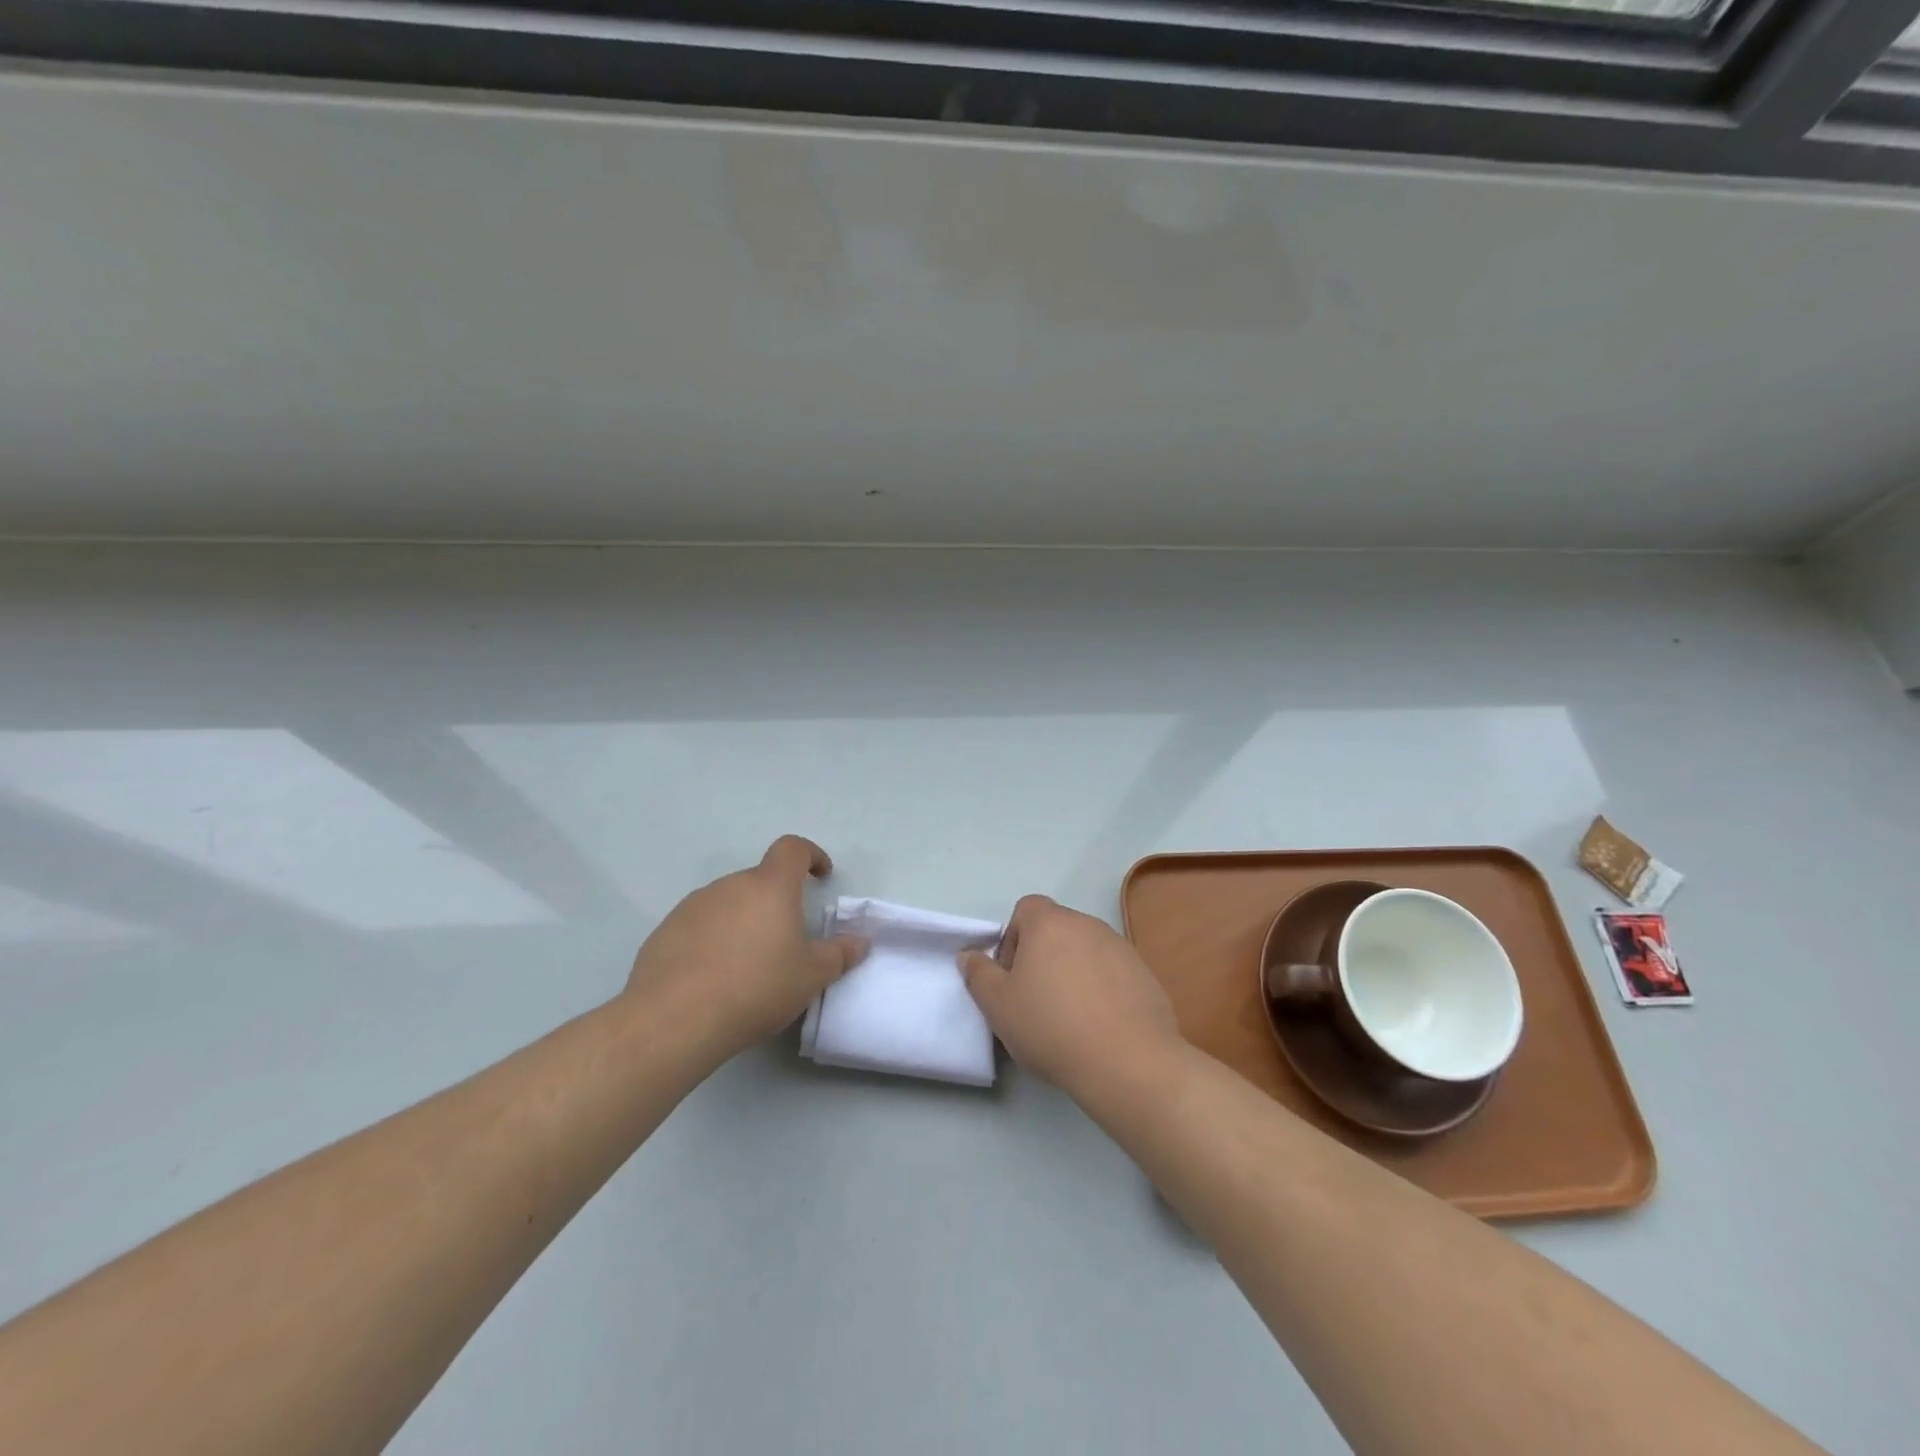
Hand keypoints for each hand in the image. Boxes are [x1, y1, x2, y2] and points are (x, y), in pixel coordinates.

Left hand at [624, 835, 867, 1064]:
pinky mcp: (665, 931)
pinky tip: (714, 977)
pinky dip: (713, 940)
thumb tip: (860, 941)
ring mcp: (693, 906)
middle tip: (786, 941)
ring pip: (729, 903)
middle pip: (760, 881)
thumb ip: (839, 954)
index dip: (811, 855)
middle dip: (776, 902)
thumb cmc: (756, 988)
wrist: (674, 1020)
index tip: (821, 876)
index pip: (792, 849)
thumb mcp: (811, 977)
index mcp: (769, 887)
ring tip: (748, 964)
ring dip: (743, 921)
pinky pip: (700, 925)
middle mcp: (730, 886)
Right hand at [958, 894, 1182, 1102]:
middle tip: (1035, 1001)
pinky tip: (1099, 1026)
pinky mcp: (1144, 974)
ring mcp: (1121, 948)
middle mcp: (1087, 925)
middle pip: (1056, 930)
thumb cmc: (1052, 1026)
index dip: (1013, 939)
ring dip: (1072, 973)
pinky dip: (1102, 990)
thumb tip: (969, 955)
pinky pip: (1112, 973)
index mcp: (1050, 923)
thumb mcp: (998, 1006)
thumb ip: (979, 974)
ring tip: (1069, 1018)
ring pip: (1085, 951)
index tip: (1012, 977)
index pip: (1026, 909)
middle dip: (1041, 958)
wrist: (1127, 1061)